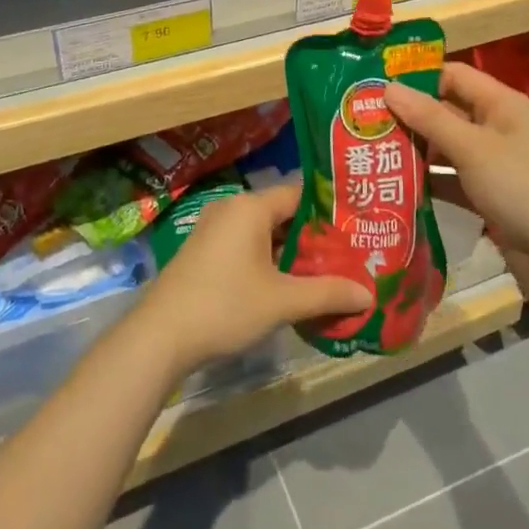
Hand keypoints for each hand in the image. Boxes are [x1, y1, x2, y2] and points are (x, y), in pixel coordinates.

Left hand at [136, 183, 371, 375]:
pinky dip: (268, 259)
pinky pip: (246, 245)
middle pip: (283, 213)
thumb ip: (327, 292)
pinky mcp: (204, 250)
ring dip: (291, 251)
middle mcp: (232, 208)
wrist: (160, 335)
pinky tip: (287, 285)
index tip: (356, 227)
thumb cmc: (225, 306)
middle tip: (348, 254)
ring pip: (264, 232)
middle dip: (313, 235)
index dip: (329, 210)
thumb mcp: (282, 301)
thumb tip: (368, 293)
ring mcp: (214, 229)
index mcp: (251, 207)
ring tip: (325, 272)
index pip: (300, 194)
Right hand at [385, 62, 528, 262]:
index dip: (419, 78)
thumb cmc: (518, 184)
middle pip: (449, 111)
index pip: (454, 76)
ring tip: (375, 152)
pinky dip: (432, 181)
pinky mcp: (492, 195)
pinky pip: (455, 179)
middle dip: (412, 117)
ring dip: (419, 150)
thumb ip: (428, 117)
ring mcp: (497, 164)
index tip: (379, 87)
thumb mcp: (470, 146)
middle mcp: (500, 127)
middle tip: (368, 122)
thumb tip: (388, 87)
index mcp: (503, 103)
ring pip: (449, 147)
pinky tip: (399, 186)